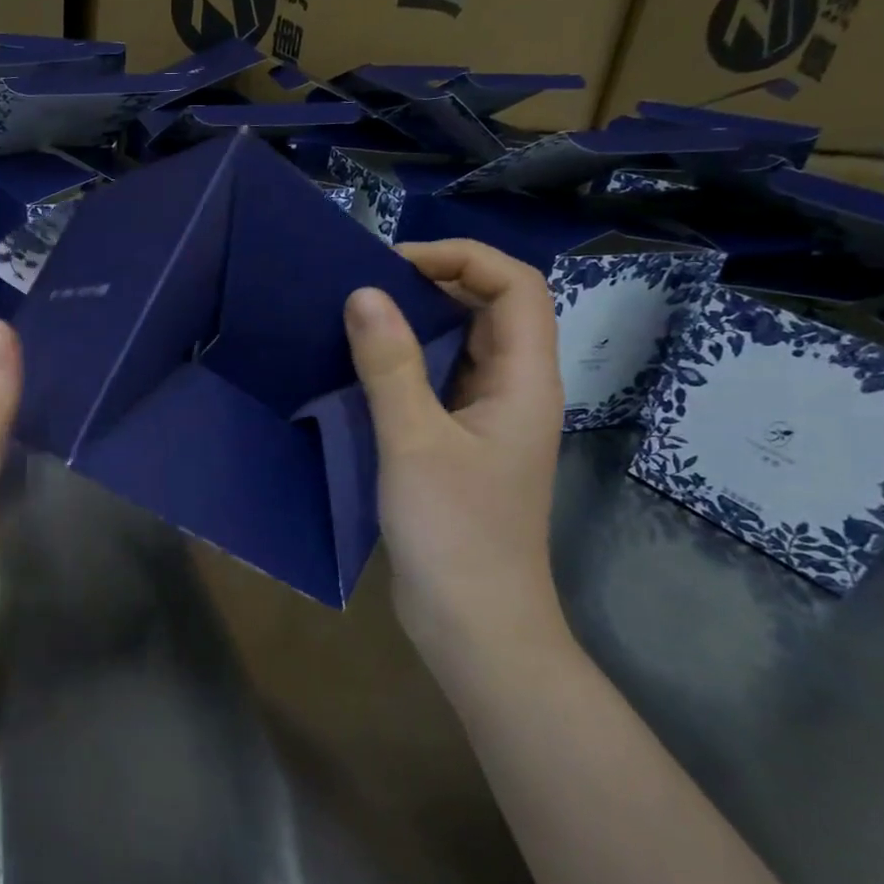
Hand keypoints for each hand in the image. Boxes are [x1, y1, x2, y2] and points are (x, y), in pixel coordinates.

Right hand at [344, 240, 567, 657]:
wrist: (475, 625)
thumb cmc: (455, 532)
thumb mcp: (414, 442)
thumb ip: (389, 365)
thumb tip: (364, 293)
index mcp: (525, 381)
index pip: (515, 287)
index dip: (462, 258)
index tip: (394, 265)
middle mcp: (515, 391)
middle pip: (491, 310)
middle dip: (434, 284)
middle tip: (367, 287)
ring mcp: (489, 420)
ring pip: (462, 347)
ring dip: (417, 325)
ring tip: (358, 318)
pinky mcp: (461, 446)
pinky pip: (439, 384)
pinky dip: (406, 365)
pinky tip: (363, 370)